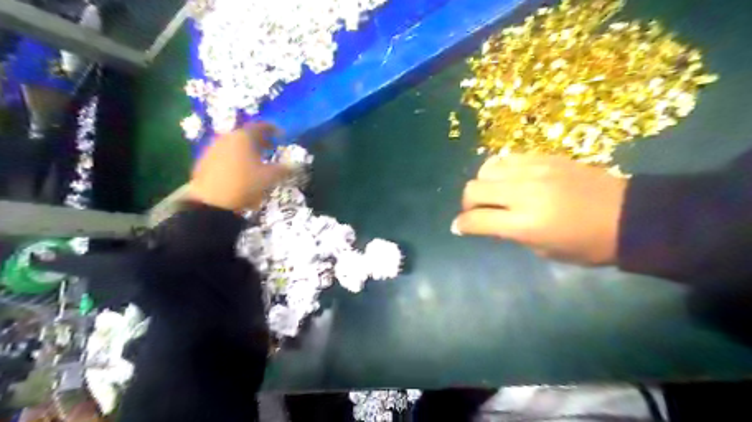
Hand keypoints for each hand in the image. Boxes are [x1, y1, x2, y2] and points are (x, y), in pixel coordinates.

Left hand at [190, 124, 288, 211]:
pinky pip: (225, 155)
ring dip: (246, 150)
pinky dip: (235, 158)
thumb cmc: (245, 184)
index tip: (281, 135)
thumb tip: (295, 165)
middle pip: (246, 135)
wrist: (211, 202)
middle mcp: (227, 138)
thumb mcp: (269, 178)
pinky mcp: (204, 161)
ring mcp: (213, 149)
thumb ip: (284, 169)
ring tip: (256, 161)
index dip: (273, 129)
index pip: (261, 126)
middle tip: (270, 148)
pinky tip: (240, 171)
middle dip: (259, 141)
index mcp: (244, 137)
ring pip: (234, 145)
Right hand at [452, 153, 628, 264]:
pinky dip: (501, 170)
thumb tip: (490, 223)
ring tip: (494, 193)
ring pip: (486, 169)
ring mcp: (535, 171)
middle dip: (468, 204)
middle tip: (476, 212)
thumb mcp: (544, 251)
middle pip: (474, 189)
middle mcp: (524, 193)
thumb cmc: (588, 245)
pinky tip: (510, 179)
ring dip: (483, 184)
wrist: (630, 216)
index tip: (458, 228)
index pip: (476, 220)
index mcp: (525, 224)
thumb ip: (511, 234)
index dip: (461, 225)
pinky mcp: (546, 157)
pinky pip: (508, 158)